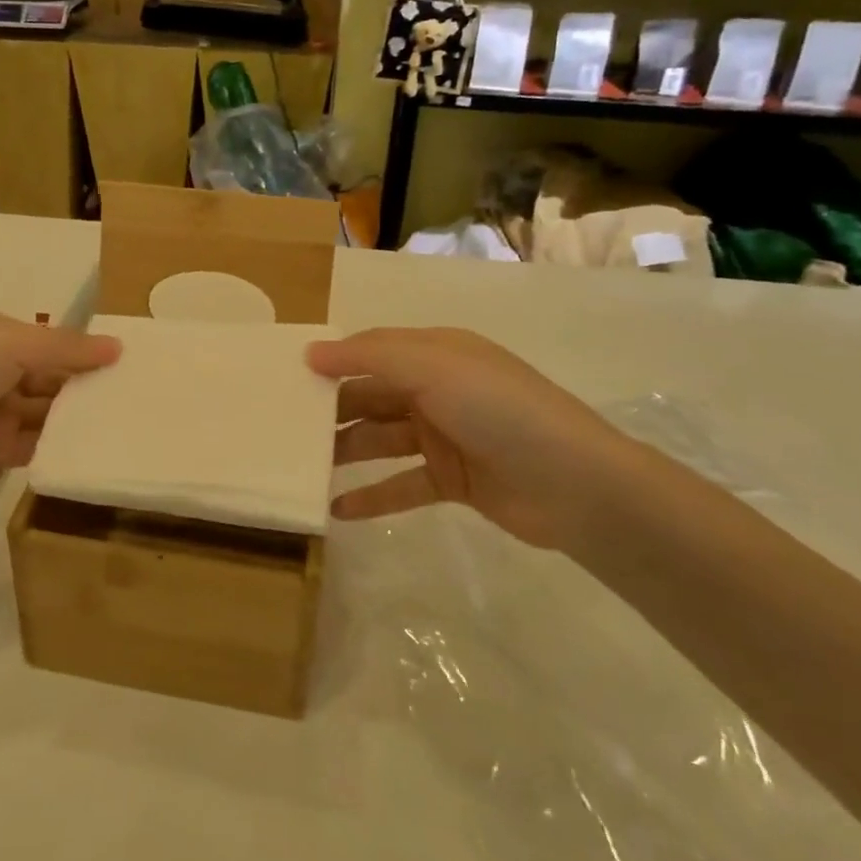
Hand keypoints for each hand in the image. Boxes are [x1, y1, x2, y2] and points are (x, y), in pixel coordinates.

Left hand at [0, 313, 119, 547]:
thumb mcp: (9, 344)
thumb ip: (65, 348)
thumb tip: (118, 347)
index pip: (51, 341)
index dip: (85, 351)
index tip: (129, 363)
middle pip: (52, 378)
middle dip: (86, 386)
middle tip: (137, 398)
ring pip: (47, 413)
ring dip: (78, 417)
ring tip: (126, 424)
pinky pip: (36, 446)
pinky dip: (61, 447)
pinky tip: (95, 449)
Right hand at [308, 327, 643, 549]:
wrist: (577, 485)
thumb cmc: (499, 410)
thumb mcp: (432, 368)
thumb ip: (369, 357)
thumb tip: (311, 352)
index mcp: (435, 354)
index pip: (371, 351)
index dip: (331, 362)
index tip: (285, 379)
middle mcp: (437, 390)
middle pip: (371, 396)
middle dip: (330, 411)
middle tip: (283, 430)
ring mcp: (445, 436)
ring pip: (380, 441)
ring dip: (344, 452)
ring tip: (300, 469)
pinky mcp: (453, 480)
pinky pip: (401, 485)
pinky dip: (372, 495)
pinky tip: (336, 509)